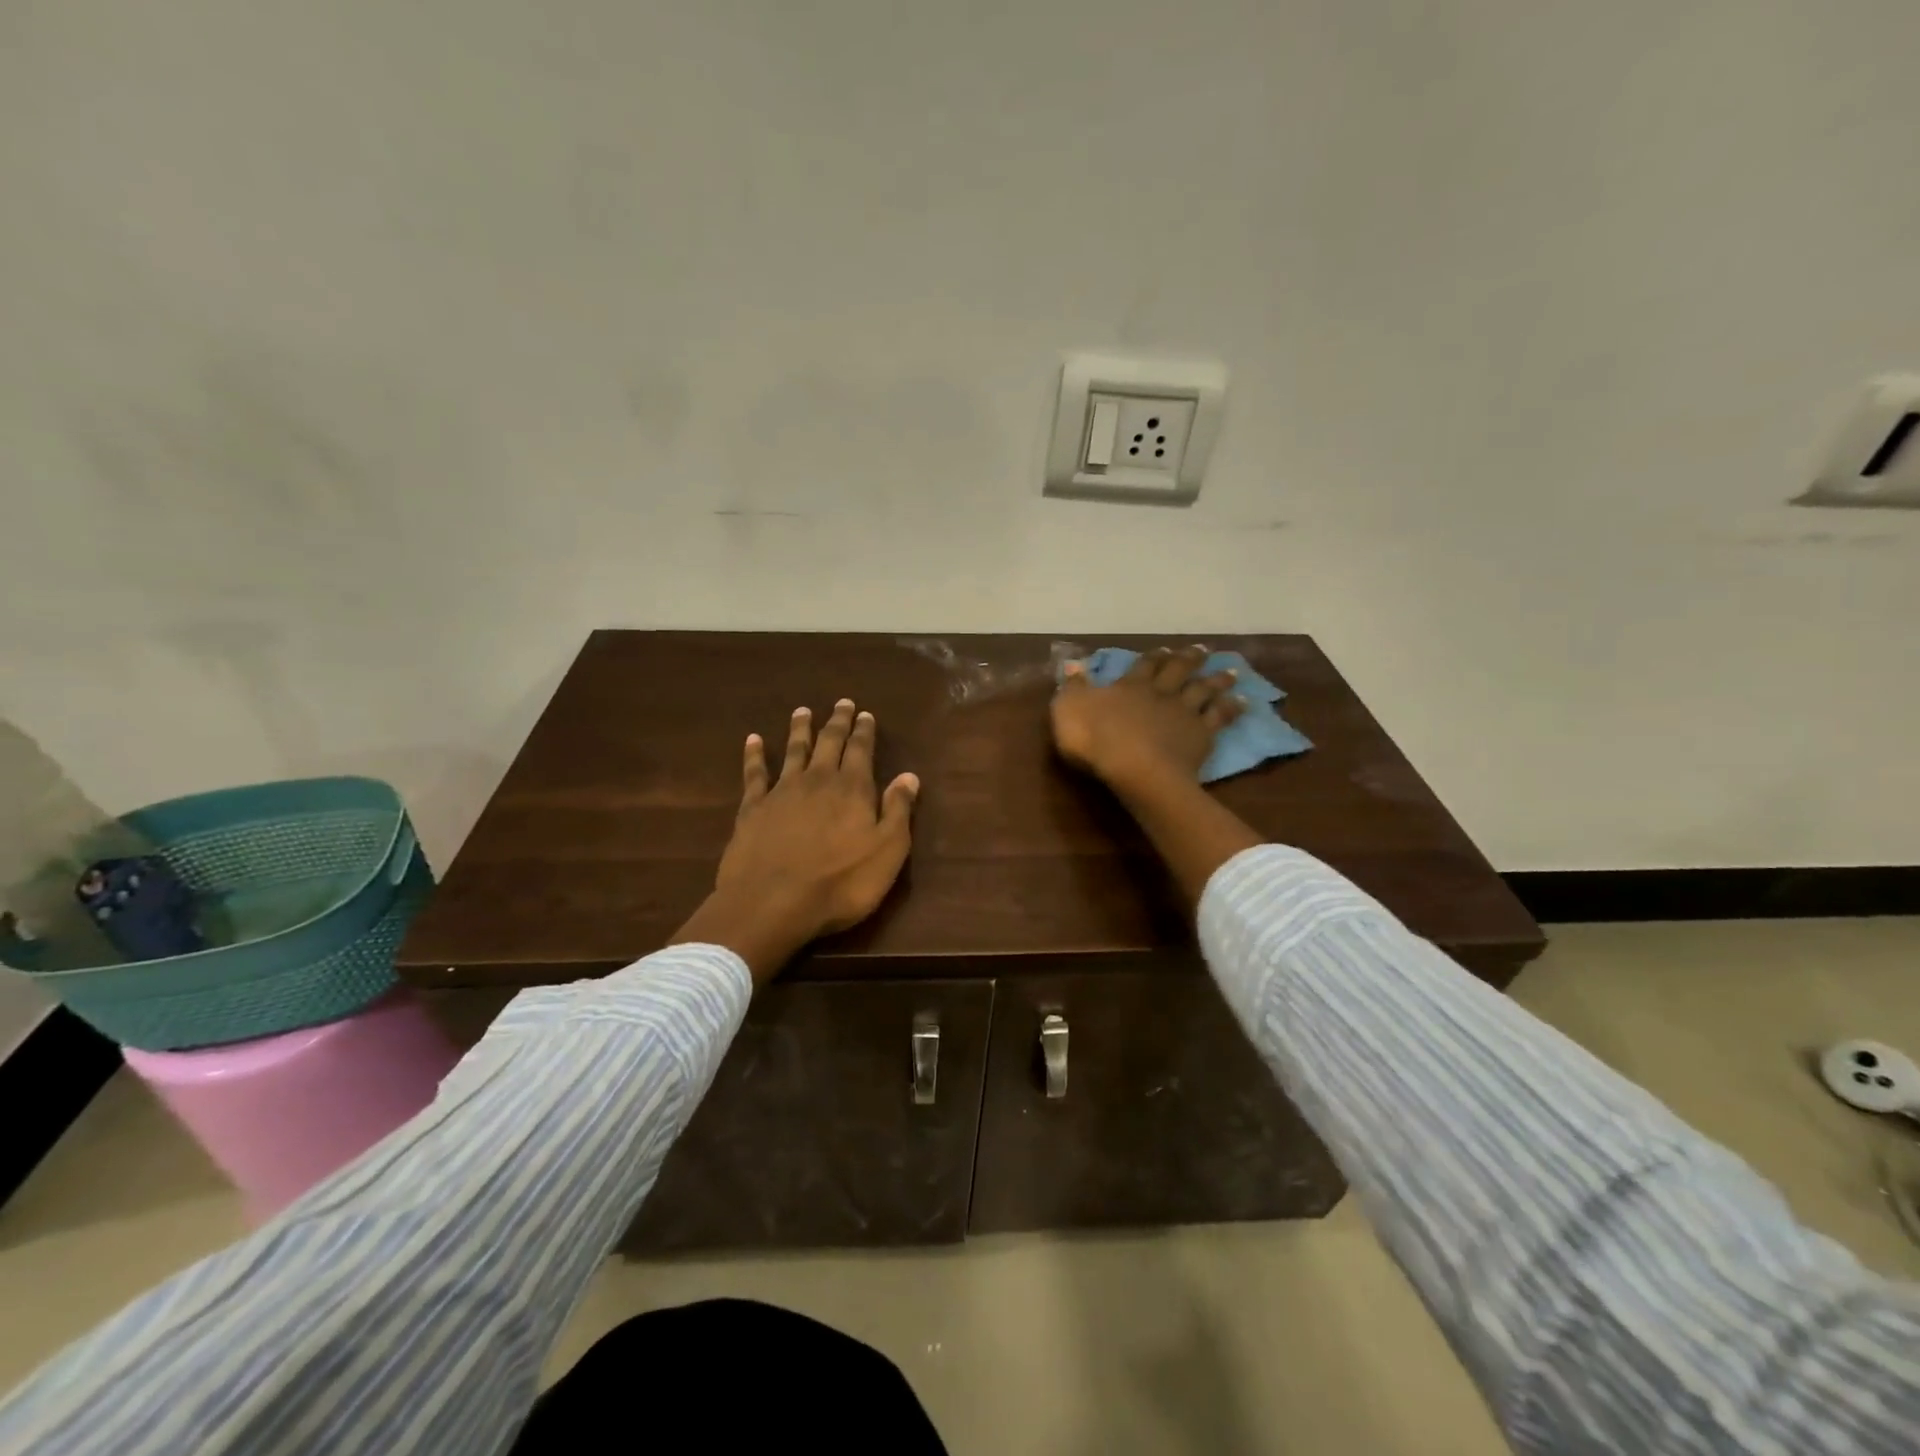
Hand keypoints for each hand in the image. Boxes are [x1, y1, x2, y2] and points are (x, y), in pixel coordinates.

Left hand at [675, 699, 918, 982]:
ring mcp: (781, 792)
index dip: (864, 731)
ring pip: (793, 751)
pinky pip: (754, 773)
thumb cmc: (840, 883)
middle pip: (829, 743)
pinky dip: (754, 754)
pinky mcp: (752, 808)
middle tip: (842, 703)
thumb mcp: (887, 851)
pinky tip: (753, 740)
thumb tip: (909, 776)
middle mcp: (818, 780)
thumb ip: (898, 811)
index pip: (861, 750)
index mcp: (853, 789)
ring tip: (803, 711)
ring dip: (800, 729)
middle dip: (837, 722)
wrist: (772, 903)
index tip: (866, 714)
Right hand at [1050, 646, 1244, 792]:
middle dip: (1190, 659)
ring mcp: (1184, 713)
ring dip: (1217, 679)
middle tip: (1202, 650)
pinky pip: (1221, 717)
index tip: (1164, 650)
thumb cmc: (1095, 740)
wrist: (1135, 769)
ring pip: (1204, 690)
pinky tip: (1243, 702)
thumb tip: (1073, 665)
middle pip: (1178, 671)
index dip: (1153, 657)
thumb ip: (1072, 687)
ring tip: (1231, 671)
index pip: (1143, 666)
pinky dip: (1232, 708)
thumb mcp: (1069, 709)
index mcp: (1129, 686)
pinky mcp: (1201, 735)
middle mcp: (1160, 693)